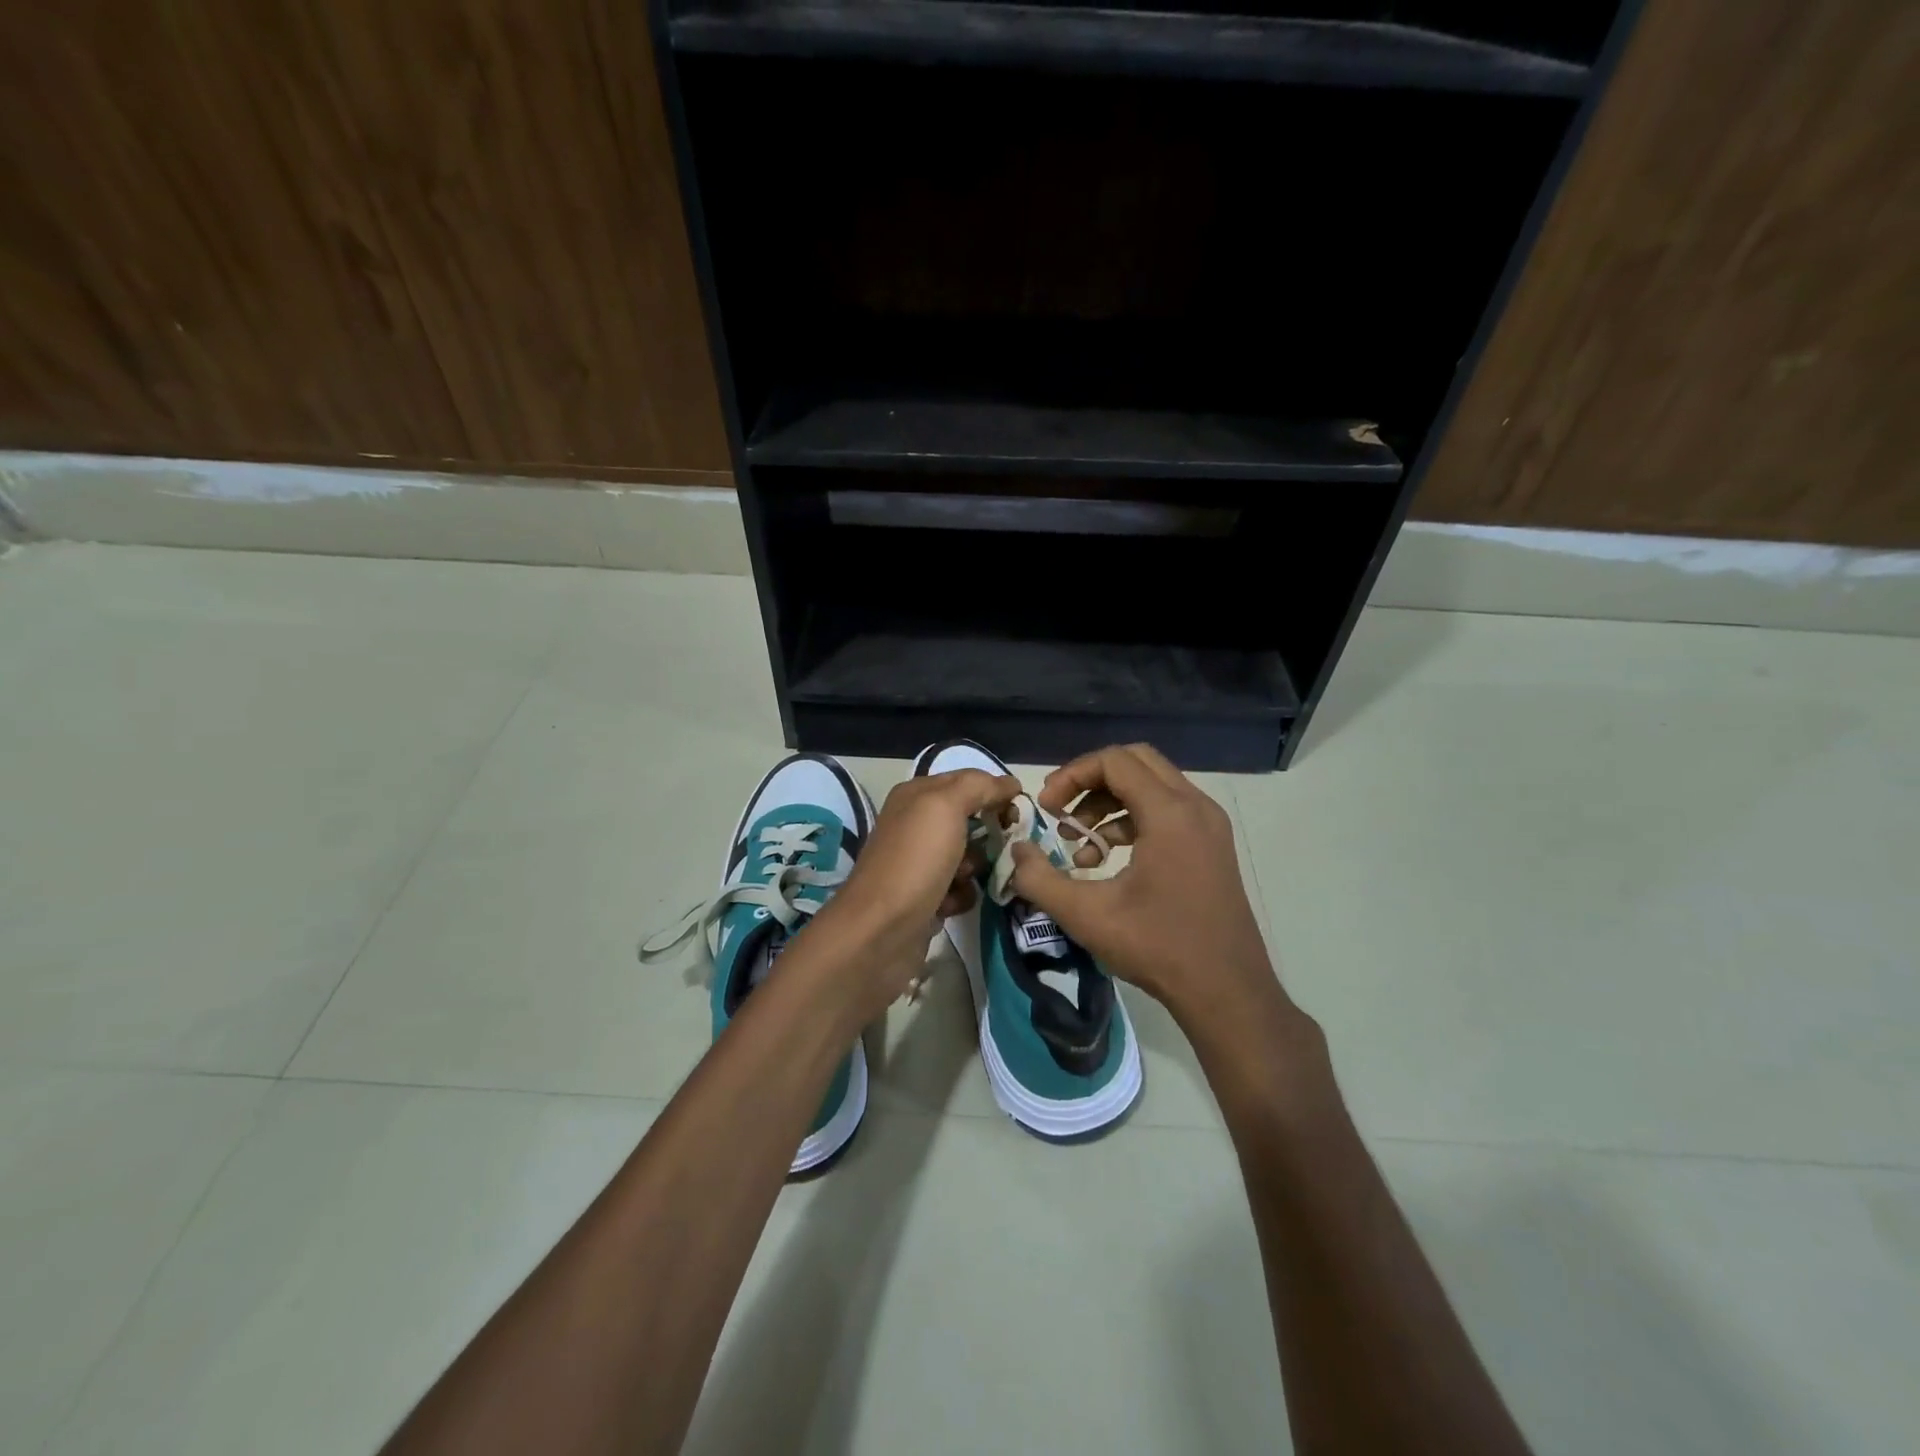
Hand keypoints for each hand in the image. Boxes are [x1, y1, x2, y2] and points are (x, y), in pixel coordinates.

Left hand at [804, 767, 1019, 1016]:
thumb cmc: (915, 860)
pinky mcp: (925, 897)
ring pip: (969, 856)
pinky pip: (959, 888)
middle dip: (988, 833)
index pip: (967, 780)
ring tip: (963, 879)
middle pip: (969, 819)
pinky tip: (949, 905)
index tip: (1018, 810)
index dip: (995, 791)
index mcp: (916, 795)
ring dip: (975, 868)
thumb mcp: (945, 807)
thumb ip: (978, 787)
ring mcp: (919, 862)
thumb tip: (1009, 783)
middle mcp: (915, 824)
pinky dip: (961, 896)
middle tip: (1003, 845)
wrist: (881, 930)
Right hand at [1007, 743, 1280, 1029]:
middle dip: (1089, 781)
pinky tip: (1106, 860)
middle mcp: (1195, 806)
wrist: (1227, 992)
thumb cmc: (1157, 947)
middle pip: (1135, 762)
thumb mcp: (1087, 915)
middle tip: (1059, 812)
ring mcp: (1209, 825)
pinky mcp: (1211, 845)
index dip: (1071, 775)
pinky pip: (1166, 810)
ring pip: (1151, 786)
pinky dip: (1131, 820)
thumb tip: (1016, 851)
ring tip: (1078, 844)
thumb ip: (1040, 879)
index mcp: (1170, 813)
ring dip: (1108, 803)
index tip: (1046, 808)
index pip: (1114, 761)